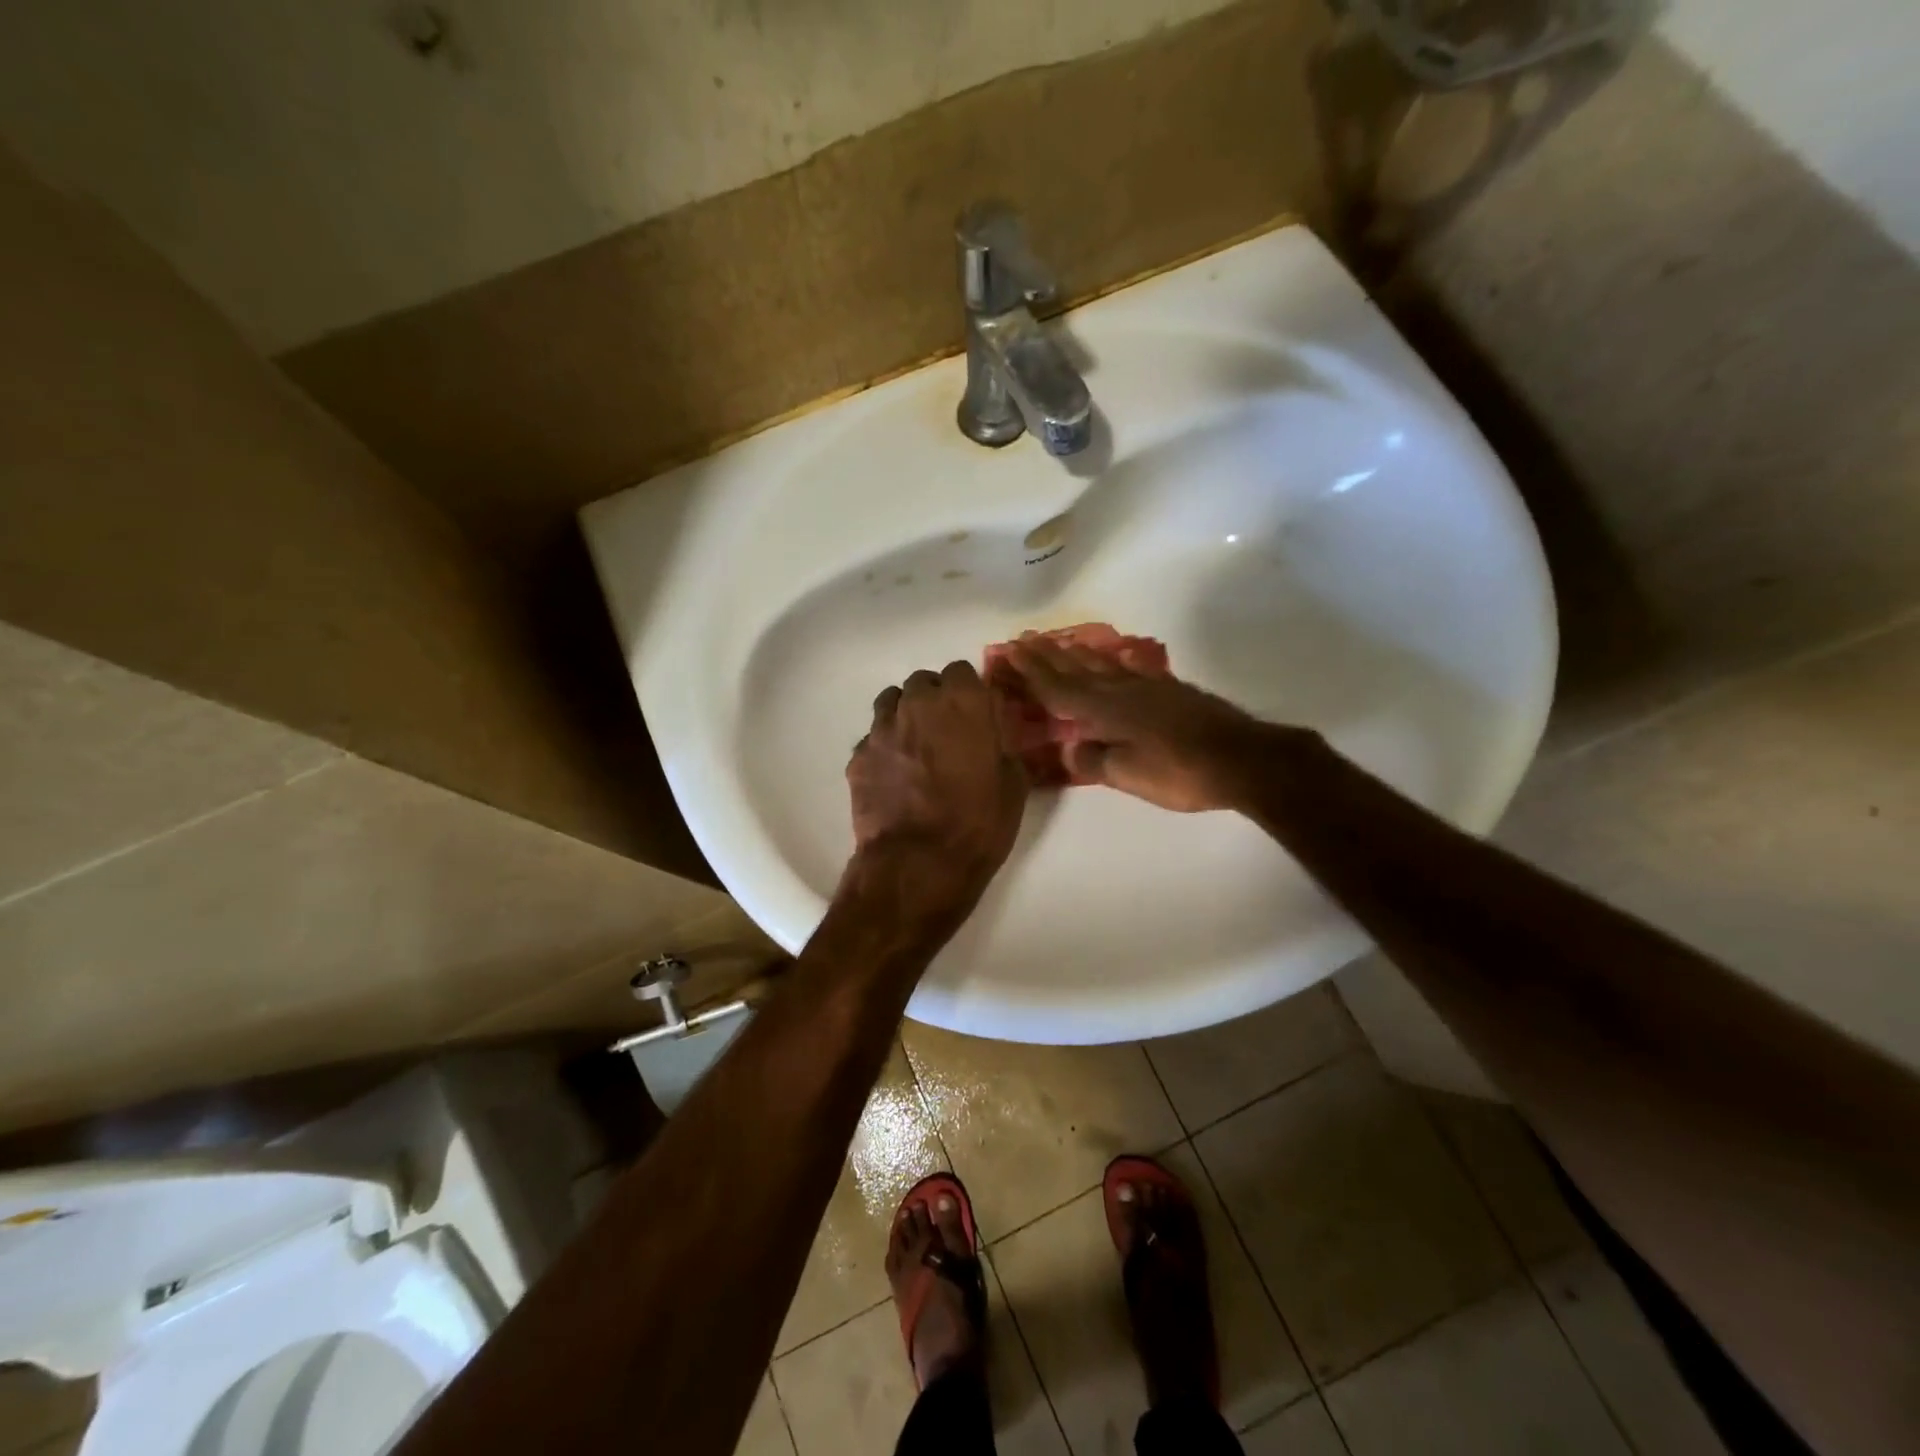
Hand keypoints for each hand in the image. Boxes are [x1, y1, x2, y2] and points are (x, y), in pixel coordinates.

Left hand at [847, 660, 1026, 906]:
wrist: (918, 863)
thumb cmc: (978, 824)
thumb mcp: (1013, 783)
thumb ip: (1002, 744)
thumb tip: (993, 732)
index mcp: (962, 703)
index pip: (962, 671)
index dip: (969, 692)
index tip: (975, 715)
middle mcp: (918, 704)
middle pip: (924, 682)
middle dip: (935, 700)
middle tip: (947, 732)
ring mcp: (882, 728)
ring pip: (892, 701)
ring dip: (906, 715)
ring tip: (917, 746)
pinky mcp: (858, 755)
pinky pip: (873, 737)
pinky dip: (885, 747)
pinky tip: (895, 774)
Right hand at [1001, 638, 1278, 811]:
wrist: (1242, 759)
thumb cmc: (1180, 772)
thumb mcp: (1128, 775)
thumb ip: (1094, 760)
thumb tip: (1070, 748)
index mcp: (1106, 710)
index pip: (1058, 688)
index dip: (1032, 671)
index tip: (1010, 650)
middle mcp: (1122, 691)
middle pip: (1076, 669)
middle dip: (1048, 655)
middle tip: (1024, 638)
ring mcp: (1148, 687)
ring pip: (1102, 665)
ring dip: (1076, 654)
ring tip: (1059, 642)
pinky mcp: (1170, 691)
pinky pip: (1129, 669)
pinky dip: (1112, 662)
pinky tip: (1113, 660)